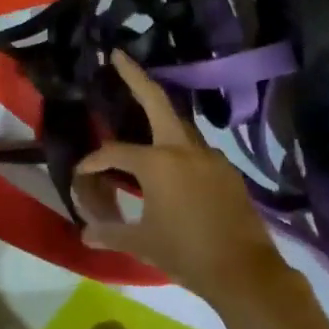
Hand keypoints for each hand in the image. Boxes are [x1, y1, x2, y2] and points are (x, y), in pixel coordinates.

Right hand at [75, 53, 291, 309]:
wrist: (246, 273)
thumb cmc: (187, 254)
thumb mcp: (144, 244)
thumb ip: (111, 233)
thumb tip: (84, 234)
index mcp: (157, 162)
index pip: (116, 152)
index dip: (95, 161)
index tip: (82, 173)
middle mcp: (183, 148)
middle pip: (156, 100)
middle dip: (135, 76)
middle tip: (119, 56)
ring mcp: (210, 156)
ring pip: (179, 124)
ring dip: (160, 113)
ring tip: (143, 110)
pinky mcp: (227, 170)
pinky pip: (197, 149)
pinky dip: (180, 146)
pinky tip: (175, 162)